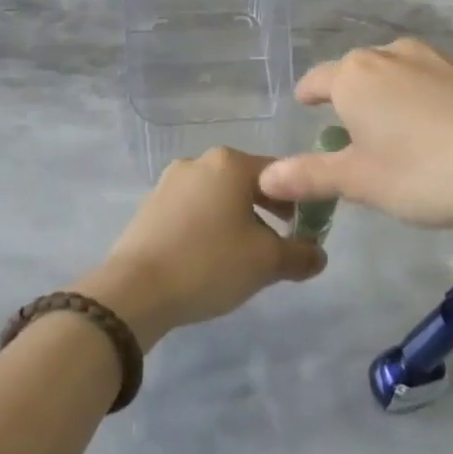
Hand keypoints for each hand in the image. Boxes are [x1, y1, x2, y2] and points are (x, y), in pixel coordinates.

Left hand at [77, 148, 323, 347]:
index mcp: (230, 163)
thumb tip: (318, 255)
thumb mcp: (267, 262)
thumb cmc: (209, 263)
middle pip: (248, 182)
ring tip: (246, 255)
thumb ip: (301, 254)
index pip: (281, 172)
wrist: (134, 291)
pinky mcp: (150, 206)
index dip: (301, 199)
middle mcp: (199, 162)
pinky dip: (210, 227)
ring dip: (239, 219)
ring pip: (219, 197)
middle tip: (282, 242)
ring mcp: (170, 182)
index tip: (308, 228)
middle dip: (269, 210)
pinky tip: (211, 258)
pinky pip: (193, 210)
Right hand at [256, 38, 452, 237]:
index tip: (305, 107)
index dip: (308, 96)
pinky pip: (428, 80)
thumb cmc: (425, 173)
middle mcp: (390, 54)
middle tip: (350, 138)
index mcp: (355, 75)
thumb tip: (264, 176)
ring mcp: (434, 57)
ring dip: (385, 98)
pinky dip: (419, 99)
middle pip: (356, 74)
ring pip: (394, 74)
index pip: (317, 81)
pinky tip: (436, 131)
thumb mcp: (360, 181)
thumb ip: (309, 175)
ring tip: (393, 135)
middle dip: (348, 101)